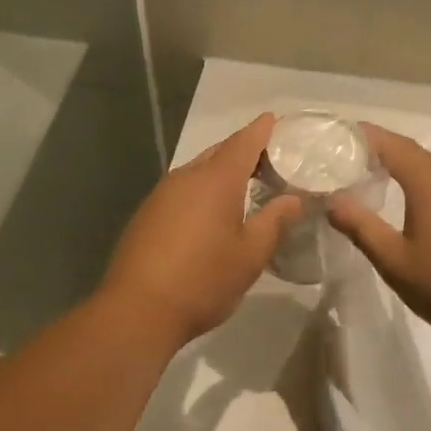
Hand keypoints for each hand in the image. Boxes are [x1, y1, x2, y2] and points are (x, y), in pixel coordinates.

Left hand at [97, 115, 300, 348]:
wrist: (138, 310)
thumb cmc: (203, 280)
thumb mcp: (250, 255)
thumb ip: (274, 222)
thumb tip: (293, 199)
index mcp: (216, 180)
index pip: (243, 143)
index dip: (261, 130)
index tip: (274, 120)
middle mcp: (186, 178)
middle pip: (218, 152)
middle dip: (243, 151)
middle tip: (269, 160)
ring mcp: (161, 195)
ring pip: (198, 171)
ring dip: (221, 172)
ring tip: (244, 185)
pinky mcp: (147, 215)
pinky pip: (182, 190)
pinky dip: (202, 191)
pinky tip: (210, 212)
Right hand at [327, 123, 430, 346]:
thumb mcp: (394, 261)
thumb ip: (361, 227)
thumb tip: (332, 201)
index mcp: (429, 181)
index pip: (391, 144)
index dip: (365, 136)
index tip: (341, 135)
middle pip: (414, 153)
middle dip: (384, 153)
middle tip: (354, 164)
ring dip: (411, 171)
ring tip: (385, 184)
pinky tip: (425, 209)